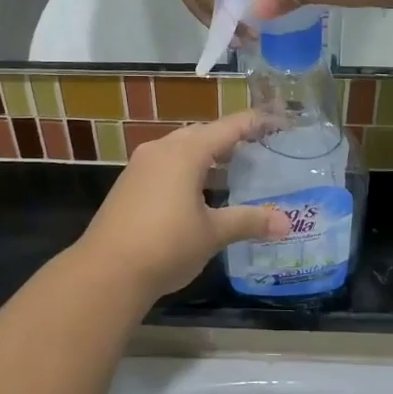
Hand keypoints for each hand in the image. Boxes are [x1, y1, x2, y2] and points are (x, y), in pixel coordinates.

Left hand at [75, 111, 289, 301]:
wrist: (106, 271)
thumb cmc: (166, 245)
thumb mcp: (212, 233)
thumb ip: (248, 221)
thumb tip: (285, 223)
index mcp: (185, 152)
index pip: (227, 128)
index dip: (254, 123)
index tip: (278, 122)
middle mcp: (161, 149)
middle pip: (202, 134)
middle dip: (229, 139)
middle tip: (258, 149)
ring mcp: (141, 166)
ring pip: (181, 149)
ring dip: (207, 156)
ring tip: (233, 171)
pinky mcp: (129, 184)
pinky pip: (166, 164)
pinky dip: (187, 170)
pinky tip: (199, 193)